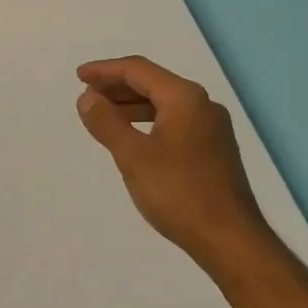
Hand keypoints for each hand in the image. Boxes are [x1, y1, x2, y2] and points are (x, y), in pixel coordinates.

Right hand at [76, 56, 271, 272]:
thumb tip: (88, 97)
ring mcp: (212, 127)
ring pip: (165, 104)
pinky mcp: (214, 149)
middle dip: (118, 86)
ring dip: (132, 105)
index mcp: (184, 98)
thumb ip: (107, 122)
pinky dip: (149, 121)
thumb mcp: (133, 156)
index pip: (138, 70)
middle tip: (87, 94)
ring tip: (103, 115)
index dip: (105, 70)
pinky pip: (175, 122)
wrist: (228, 237)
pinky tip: (134, 137)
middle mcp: (202, 105)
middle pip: (154, 83)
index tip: (79, 77)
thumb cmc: (177, 193)